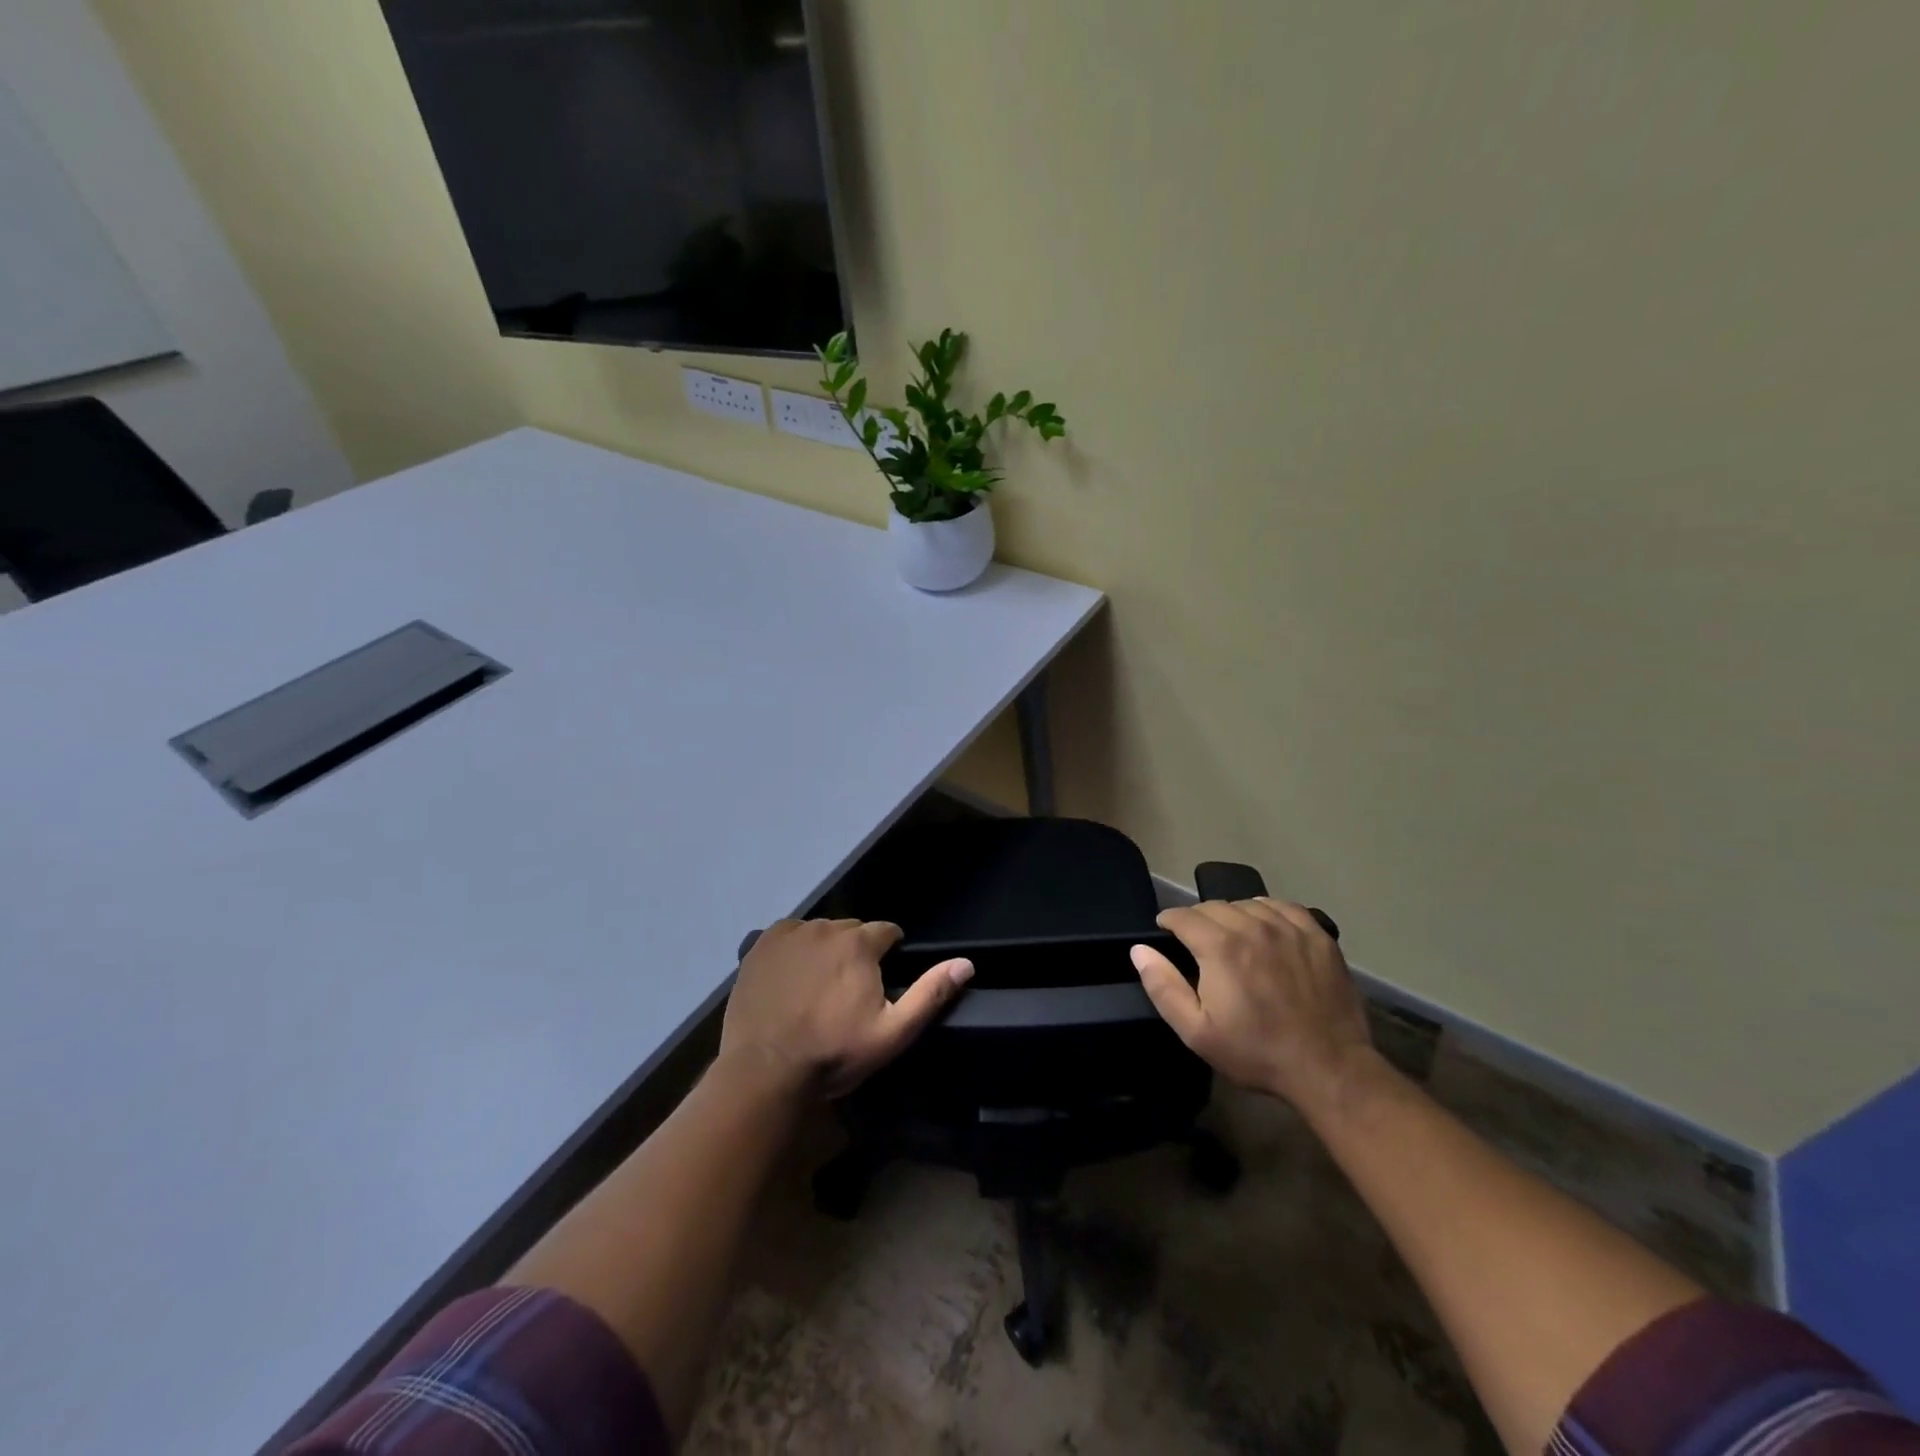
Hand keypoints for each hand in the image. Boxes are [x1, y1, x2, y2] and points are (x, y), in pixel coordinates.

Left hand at [719, 918, 973, 1099]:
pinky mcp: (761, 944)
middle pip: (853, 931)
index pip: (887, 932)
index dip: (887, 956)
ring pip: (820, 932)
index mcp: (859, 943)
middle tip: (846, 992)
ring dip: (825, 950)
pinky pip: (790, 936)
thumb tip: (966, 963)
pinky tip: (790, 979)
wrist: (765, 1070)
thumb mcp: (892, 1033)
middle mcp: (825, 926)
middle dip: (856, 953)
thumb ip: (930, 994)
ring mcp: (790, 933)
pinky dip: (794, 950)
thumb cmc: (834, 1053)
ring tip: (816, 988)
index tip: (878, 984)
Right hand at [1131, 898, 1373, 1115]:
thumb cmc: (1256, 1052)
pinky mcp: (1317, 934)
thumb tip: (1140, 950)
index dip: (1169, 922)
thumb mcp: (1197, 1031)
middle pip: (1213, 906)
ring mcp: (1289, 927)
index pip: (1182, 915)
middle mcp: (1252, 925)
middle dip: (1198, 919)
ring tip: (1232, 938)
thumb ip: (1163, 987)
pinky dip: (1267, 912)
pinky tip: (1266, 930)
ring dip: (1232, 915)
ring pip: (1247, 904)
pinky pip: (1283, 907)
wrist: (1329, 1068)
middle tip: (1198, 944)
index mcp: (1220, 946)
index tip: (1166, 933)